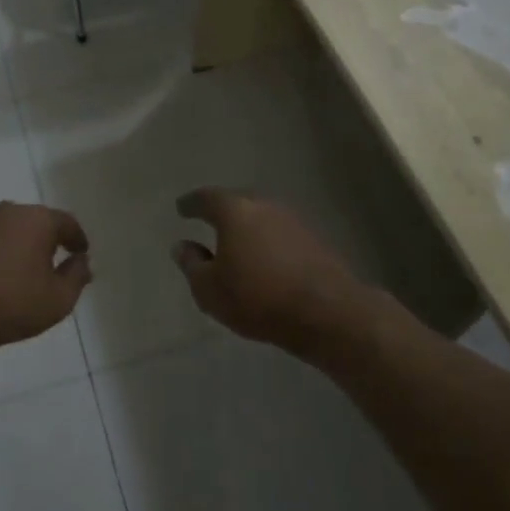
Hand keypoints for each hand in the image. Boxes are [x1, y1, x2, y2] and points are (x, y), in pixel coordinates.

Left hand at [0, 201, 91, 355]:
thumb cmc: (10, 305)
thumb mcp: (58, 299)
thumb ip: (77, 276)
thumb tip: (81, 261)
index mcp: (36, 220)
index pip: (66, 222)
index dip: (77, 238)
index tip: (81, 253)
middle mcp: (8, 212)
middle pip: (37, 221)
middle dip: (49, 239)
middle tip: (55, 262)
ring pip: (10, 229)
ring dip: (21, 244)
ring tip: (25, 270)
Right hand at [171, 189, 367, 353]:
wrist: (327, 311)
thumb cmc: (257, 297)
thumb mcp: (210, 289)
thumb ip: (192, 265)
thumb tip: (183, 246)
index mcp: (235, 210)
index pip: (206, 198)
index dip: (191, 204)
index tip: (182, 208)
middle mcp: (265, 205)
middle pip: (237, 201)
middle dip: (221, 210)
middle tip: (208, 219)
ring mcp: (293, 220)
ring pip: (262, 216)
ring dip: (247, 226)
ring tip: (235, 241)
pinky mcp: (314, 239)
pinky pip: (280, 233)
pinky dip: (267, 240)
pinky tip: (263, 256)